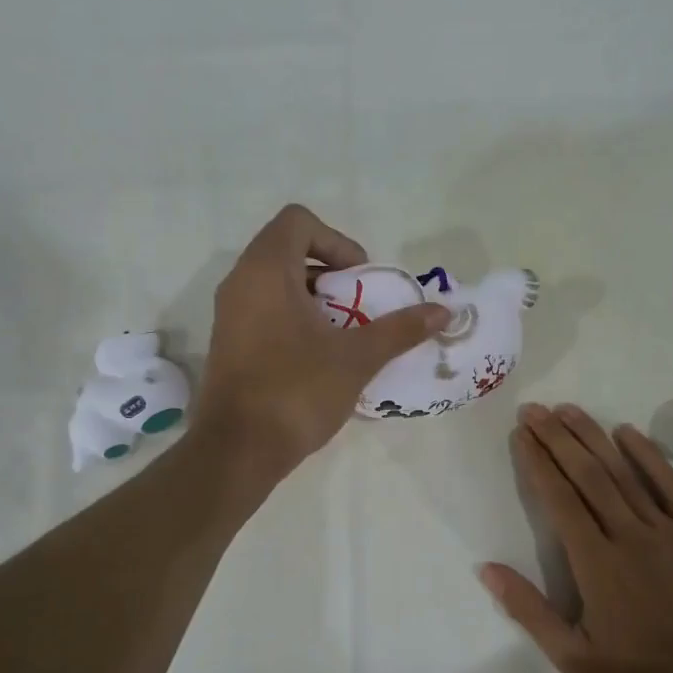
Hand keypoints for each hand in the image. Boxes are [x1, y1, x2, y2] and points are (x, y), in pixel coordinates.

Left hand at [192, 205, 448, 477]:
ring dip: (314, 295)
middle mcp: (240, 282)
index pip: (298, 221)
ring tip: (343, 330)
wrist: (238, 451)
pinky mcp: (228, 341)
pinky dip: (294, 315)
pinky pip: (263, 307)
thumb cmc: (296, 391)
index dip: (337, 240)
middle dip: (330, 270)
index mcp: (265, 271)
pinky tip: (318, 354)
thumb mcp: (357, 358)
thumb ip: (400, 330)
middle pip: (287, 248)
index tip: (360, 277)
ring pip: (275, 281)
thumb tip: (443, 312)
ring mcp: (228, 313)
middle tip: (359, 304)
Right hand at [481, 403, 672, 672]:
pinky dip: (647, 455)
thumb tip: (487, 568)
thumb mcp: (572, 655)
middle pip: (587, 474)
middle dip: (557, 438)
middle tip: (535, 409)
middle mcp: (627, 534)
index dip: (537, 462)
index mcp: (595, 562)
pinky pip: (669, 484)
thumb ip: (529, 609)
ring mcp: (665, 529)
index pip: (559, 498)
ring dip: (593, 437)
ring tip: (568, 410)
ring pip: (623, 472)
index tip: (521, 434)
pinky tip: (627, 432)